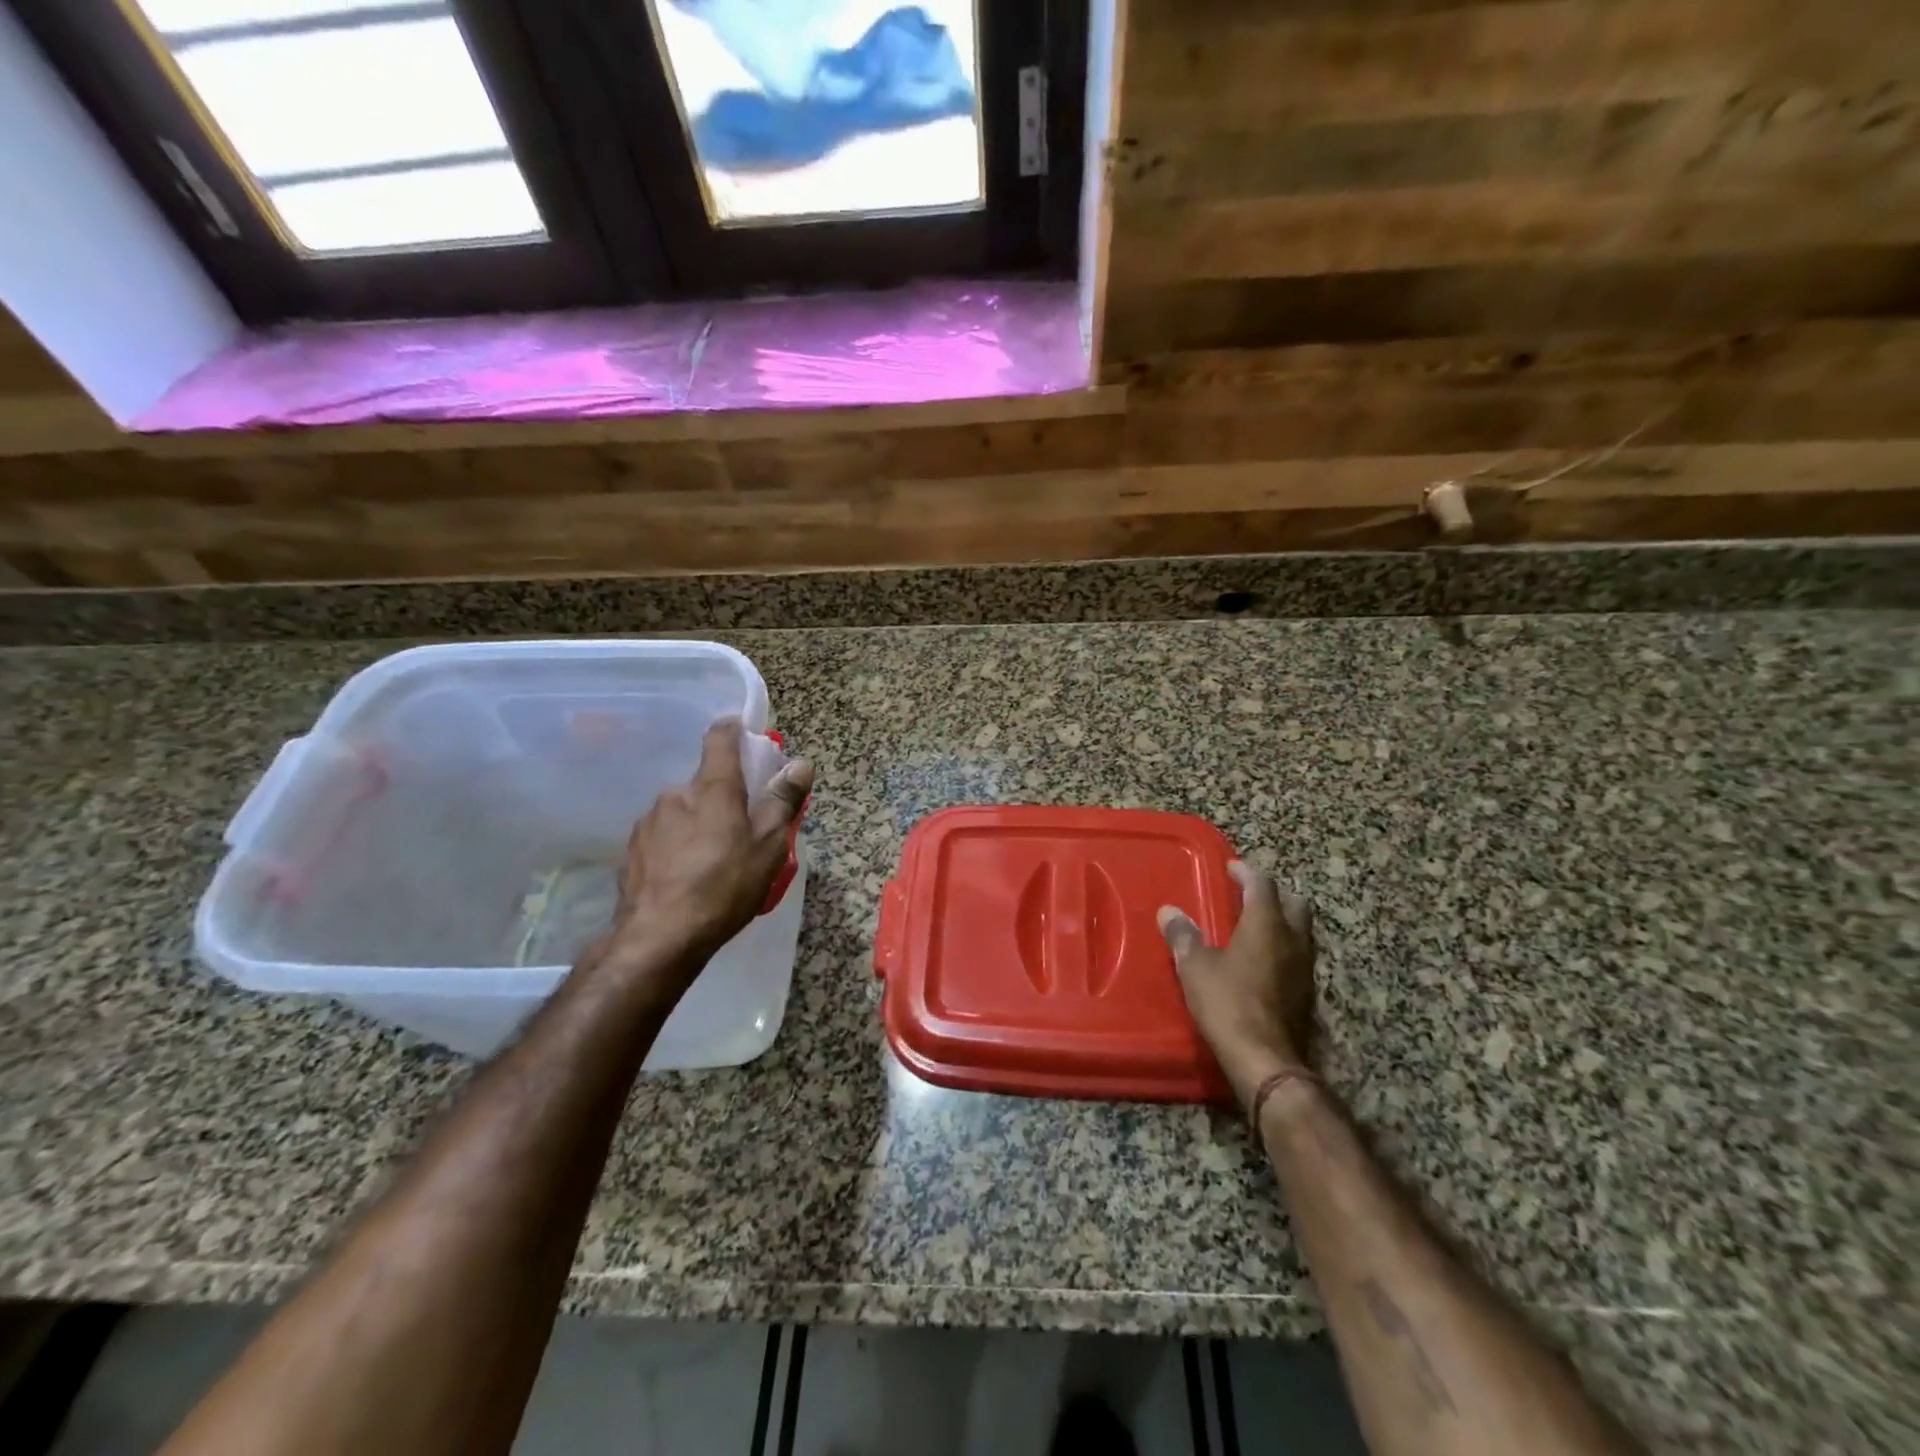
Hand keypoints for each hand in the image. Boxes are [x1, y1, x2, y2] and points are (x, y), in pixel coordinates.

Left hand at [601, 718, 812, 978]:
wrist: (659, 937)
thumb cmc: (724, 887)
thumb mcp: (769, 847)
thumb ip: (783, 802)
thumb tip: (800, 765)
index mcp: (713, 788)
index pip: (721, 739)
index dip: (734, 730)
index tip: (744, 733)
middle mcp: (676, 794)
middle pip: (705, 782)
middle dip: (724, 796)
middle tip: (743, 828)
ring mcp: (649, 821)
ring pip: (683, 811)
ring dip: (699, 823)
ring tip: (714, 860)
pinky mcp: (633, 849)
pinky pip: (664, 835)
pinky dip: (679, 845)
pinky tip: (687, 876)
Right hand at [1159, 863, 1316, 1106]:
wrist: (1265, 1059)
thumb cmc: (1228, 1002)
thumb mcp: (1195, 966)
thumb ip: (1184, 936)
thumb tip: (1169, 912)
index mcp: (1267, 924)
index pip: (1263, 885)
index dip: (1247, 872)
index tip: (1232, 868)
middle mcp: (1293, 940)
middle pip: (1294, 904)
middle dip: (1273, 894)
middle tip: (1249, 895)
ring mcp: (1305, 968)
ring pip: (1300, 932)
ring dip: (1281, 922)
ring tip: (1254, 927)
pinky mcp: (1307, 995)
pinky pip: (1297, 958)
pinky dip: (1282, 949)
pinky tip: (1262, 962)